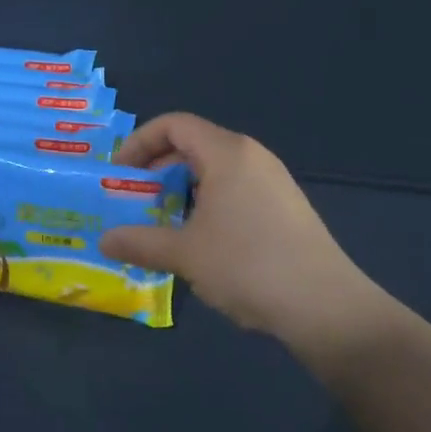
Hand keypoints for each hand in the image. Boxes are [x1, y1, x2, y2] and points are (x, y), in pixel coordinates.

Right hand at [98, 113, 388, 351]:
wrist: (327, 307)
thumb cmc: (248, 265)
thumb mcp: (184, 254)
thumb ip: (139, 242)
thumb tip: (104, 241)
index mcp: (227, 152)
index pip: (173, 124)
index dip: (139, 142)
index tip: (119, 174)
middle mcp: (251, 156)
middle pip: (193, 144)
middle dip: (157, 168)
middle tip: (135, 200)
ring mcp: (273, 181)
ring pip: (214, 170)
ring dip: (181, 189)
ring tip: (163, 224)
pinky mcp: (286, 207)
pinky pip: (235, 189)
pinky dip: (207, 203)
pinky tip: (202, 242)